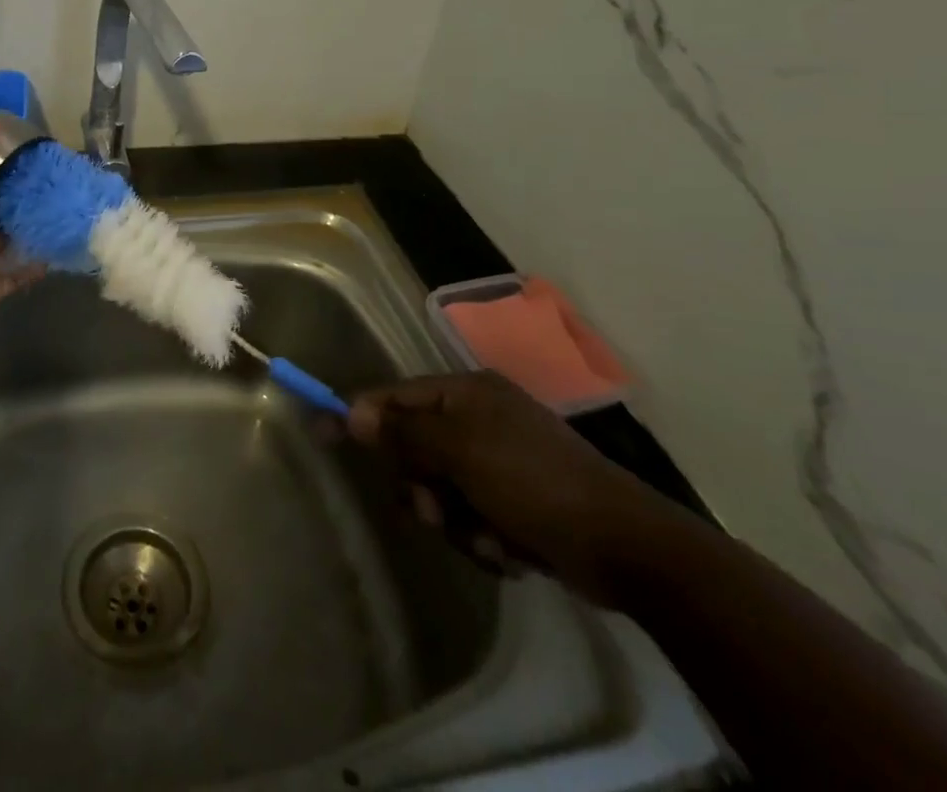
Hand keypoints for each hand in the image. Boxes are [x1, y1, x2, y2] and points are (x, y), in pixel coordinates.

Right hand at [348, 372, 669, 605]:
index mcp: (467, 393)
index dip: (360, 414)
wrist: (623, 546)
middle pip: (416, 450)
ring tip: (490, 538)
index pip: (396, 397)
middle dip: (424, 488)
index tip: (323, 432)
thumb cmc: (532, 480)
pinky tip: (512, 551)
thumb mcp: (460, 451)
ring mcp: (500, 462)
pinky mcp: (517, 503)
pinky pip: (471, 519)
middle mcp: (480, 420)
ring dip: (457, 522)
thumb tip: (352, 412)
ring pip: (442, 492)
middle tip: (437, 510)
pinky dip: (484, 539)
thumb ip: (404, 433)